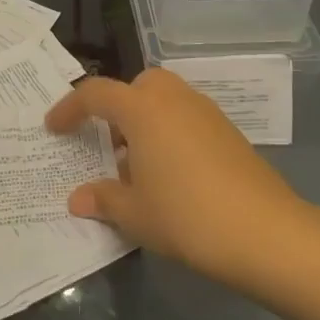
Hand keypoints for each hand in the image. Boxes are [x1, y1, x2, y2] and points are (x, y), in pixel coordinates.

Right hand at [45, 68, 312, 284]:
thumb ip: (103, 199)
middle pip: (137, 86)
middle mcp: (174, 99)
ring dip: (144, 122)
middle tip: (105, 142)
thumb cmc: (187, 216)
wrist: (266, 234)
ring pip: (165, 101)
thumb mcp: (135, 214)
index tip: (53, 128)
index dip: (69, 108)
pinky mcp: (229, 132)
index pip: (95, 94)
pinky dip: (169, 133)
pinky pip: (186, 119)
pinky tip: (170, 175)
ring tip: (136, 166)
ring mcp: (206, 113)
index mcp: (143, 109)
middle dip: (116, 106)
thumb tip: (78, 199)